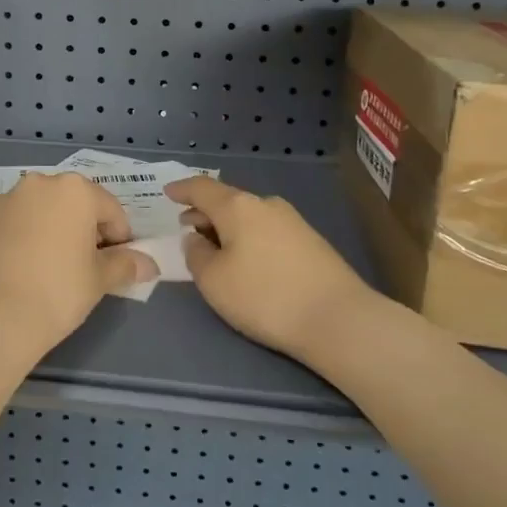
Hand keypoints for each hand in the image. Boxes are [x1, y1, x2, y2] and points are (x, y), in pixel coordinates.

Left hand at [0, 172, 155, 355]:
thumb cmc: (58, 293)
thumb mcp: (100, 281)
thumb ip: (126, 265)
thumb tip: (150, 264)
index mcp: (78, 191)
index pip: (111, 211)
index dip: (119, 238)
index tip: (116, 264)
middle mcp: (42, 183)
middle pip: (73, 201)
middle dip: (82, 224)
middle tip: (82, 261)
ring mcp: (7, 195)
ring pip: (36, 200)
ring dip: (45, 216)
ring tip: (44, 253)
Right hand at [167, 176, 375, 363]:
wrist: (338, 318)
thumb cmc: (265, 296)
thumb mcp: (214, 281)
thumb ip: (196, 255)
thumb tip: (197, 240)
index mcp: (238, 206)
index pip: (201, 188)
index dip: (182, 189)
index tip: (168, 193)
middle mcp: (265, 204)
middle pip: (227, 201)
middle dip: (204, 213)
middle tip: (188, 230)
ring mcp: (292, 220)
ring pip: (248, 216)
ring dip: (227, 228)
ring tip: (216, 249)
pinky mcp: (310, 241)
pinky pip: (266, 230)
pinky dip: (248, 238)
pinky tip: (248, 261)